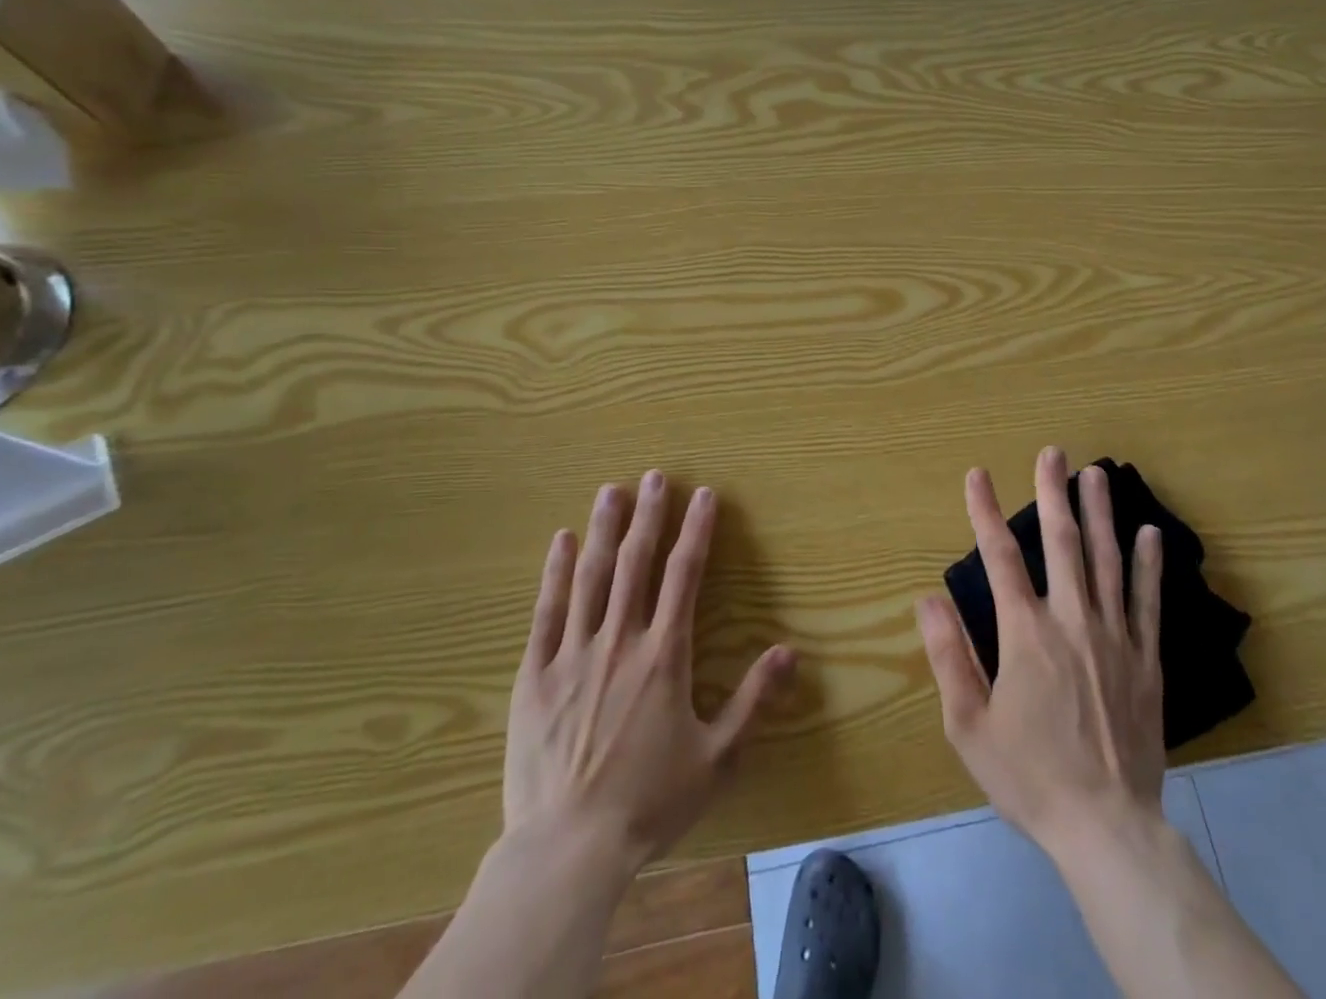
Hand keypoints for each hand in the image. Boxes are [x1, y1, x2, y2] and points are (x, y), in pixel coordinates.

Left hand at [505, 471, 796, 872]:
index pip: (684, 575)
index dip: (696, 530)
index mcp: (664, 654)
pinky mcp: (535, 675)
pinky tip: (559, 542)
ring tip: (611, 491)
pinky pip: (546, 612)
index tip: (704, 495)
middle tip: (655, 476)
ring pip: (590, 576)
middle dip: (649, 515)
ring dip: (603, 530)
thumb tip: (789, 651)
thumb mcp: (717, 758)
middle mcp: (620, 640)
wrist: (568, 850)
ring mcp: (573, 654)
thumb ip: (754, 700)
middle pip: (635, 562)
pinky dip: (553, 573)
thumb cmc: (649, 802)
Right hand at [916, 447, 1165, 862]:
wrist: (1106, 827)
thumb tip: (927, 598)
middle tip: (1052, 452)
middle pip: (1061, 542)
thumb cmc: (1029, 776)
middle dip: (1053, 492)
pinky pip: (1147, 601)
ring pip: (1106, 560)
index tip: (977, 474)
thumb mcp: (969, 725)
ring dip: (1100, 512)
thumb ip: (948, 656)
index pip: (999, 556)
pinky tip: (1149, 533)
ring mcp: (1114, 636)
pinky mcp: (1145, 659)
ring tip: (1097, 473)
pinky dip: (1148, 565)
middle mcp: (1071, 620)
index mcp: (1025, 633)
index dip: (984, 511)